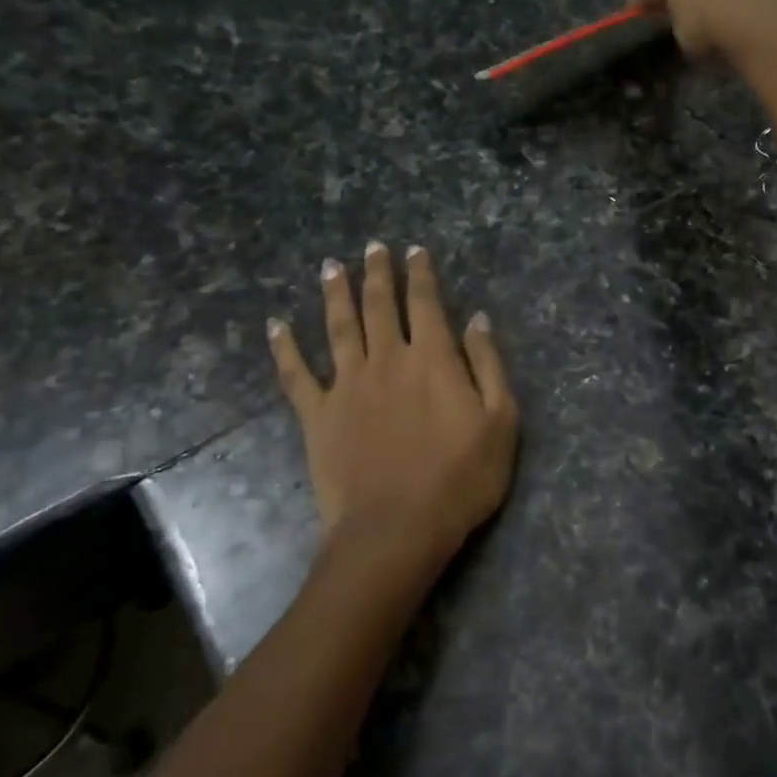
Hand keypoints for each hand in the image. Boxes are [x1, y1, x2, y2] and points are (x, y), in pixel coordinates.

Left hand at [267, 243, 518, 599]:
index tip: (415, 250)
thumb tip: (477, 318)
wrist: (396, 529)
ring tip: (331, 267)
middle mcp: (386, 360)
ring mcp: (347, 386)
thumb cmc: (461, 478)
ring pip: (338, 327)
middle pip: (379, 306)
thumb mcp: (501, 421)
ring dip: (335, 294)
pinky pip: (296, 374)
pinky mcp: (318, 415)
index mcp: (432, 358)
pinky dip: (284, 348)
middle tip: (373, 247)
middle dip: (378, 273)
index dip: (421, 274)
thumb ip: (488, 365)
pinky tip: (275, 326)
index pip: (425, 303)